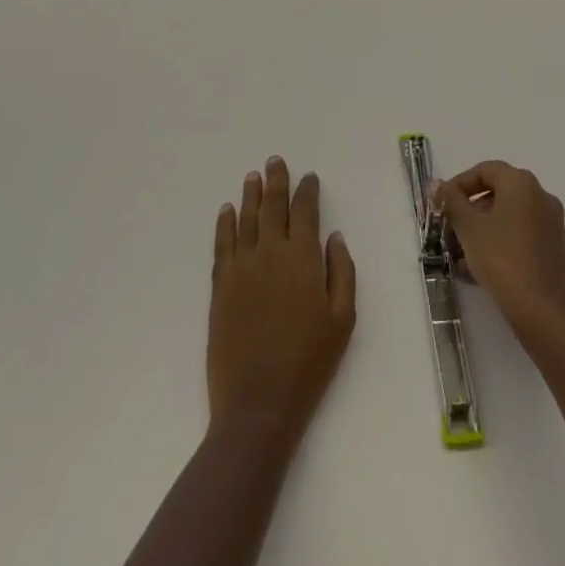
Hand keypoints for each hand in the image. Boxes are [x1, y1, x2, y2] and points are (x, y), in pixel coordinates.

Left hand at [208, 156, 356, 445]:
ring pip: (246, 219)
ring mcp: (242, 267)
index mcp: (304, 258)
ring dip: (250, 194)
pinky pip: (222, 244)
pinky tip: (227, 210)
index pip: (305, 211)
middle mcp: (271, 252)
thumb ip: (342, 271)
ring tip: (253, 176)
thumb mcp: (343, 319)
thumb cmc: (309, 363)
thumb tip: (334, 236)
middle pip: (273, 206)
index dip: (307, 190)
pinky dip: (225, 224)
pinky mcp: (221, 286)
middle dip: (276, 181)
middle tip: (275, 161)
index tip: (309, 177)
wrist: (258, 404)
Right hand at [433, 160, 564, 336]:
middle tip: (448, 230)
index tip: (441, 205)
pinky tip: (478, 268)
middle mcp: (540, 195)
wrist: (545, 314)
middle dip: (469, 210)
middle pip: (497, 192)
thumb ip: (452, 202)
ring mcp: (550, 223)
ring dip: (481, 229)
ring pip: (508, 216)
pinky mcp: (553, 248)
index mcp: (521, 183)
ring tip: (458, 254)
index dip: (459, 184)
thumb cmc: (503, 261)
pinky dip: (498, 242)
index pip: (485, 170)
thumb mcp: (469, 229)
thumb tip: (437, 185)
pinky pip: (520, 234)